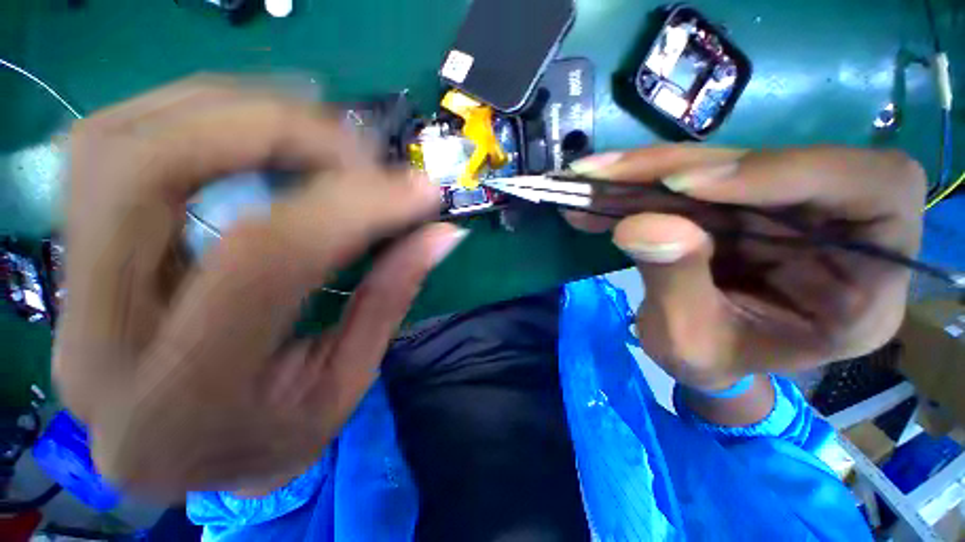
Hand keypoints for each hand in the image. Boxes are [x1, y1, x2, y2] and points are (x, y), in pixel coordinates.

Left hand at [53, 78, 464, 497]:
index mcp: (177, 399)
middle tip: (364, 151)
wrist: (175, 459)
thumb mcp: (344, 385)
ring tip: (322, 133)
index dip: (357, 205)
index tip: (420, 190)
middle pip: (154, 165)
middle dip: (280, 132)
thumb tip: (441, 234)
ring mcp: (66, 283)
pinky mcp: (71, 251)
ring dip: (239, 110)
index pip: (267, 256)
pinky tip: (262, 130)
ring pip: (123, 135)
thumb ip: (390, 297)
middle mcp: (94, 332)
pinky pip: (116, 139)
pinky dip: (199, 114)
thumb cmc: (268, 439)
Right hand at [565, 146, 924, 391]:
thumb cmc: (711, 365)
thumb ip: (675, 286)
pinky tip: (601, 188)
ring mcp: (781, 210)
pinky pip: (692, 178)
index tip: (688, 186)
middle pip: (776, 163)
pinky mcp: (738, 203)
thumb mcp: (689, 344)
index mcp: (863, 287)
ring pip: (723, 164)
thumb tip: (638, 225)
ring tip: (593, 179)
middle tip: (610, 175)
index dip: (789, 171)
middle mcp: (835, 232)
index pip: (876, 189)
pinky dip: (641, 182)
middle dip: (683, 167)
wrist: (702, 356)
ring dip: (650, 170)